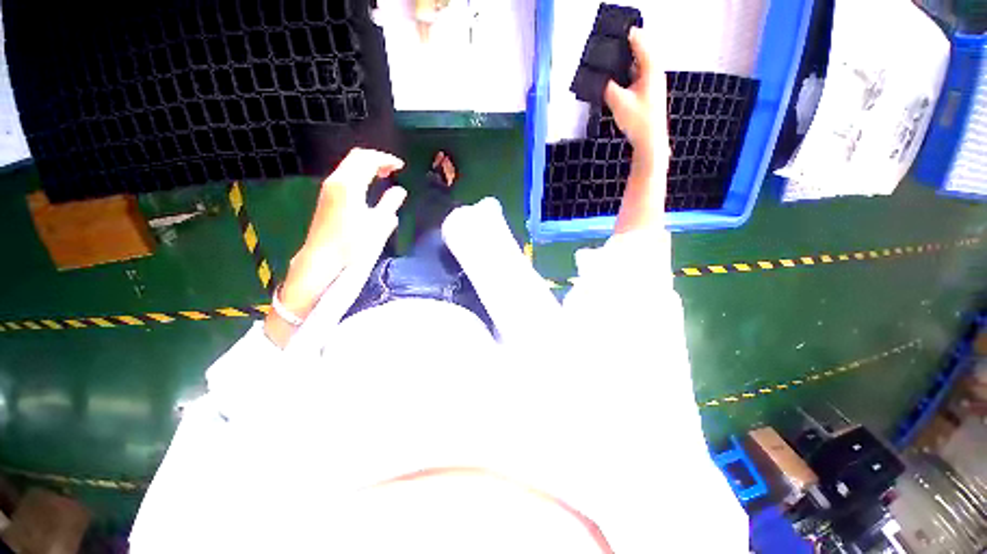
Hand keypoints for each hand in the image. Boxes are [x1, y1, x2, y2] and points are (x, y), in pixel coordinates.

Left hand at [266, 148, 406, 347]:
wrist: (322, 259)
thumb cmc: (353, 244)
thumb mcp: (378, 225)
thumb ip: (390, 204)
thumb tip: (400, 191)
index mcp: (350, 185)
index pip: (367, 160)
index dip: (386, 160)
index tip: (401, 167)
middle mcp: (336, 181)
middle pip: (355, 157)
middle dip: (376, 159)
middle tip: (393, 169)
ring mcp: (328, 189)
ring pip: (348, 166)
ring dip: (367, 167)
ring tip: (383, 176)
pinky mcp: (326, 197)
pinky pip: (345, 175)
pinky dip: (359, 175)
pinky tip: (368, 187)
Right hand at [603, 28, 670, 233]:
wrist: (651, 143)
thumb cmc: (639, 122)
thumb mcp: (618, 102)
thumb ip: (607, 86)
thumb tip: (598, 77)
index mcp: (650, 67)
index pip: (639, 39)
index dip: (624, 33)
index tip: (608, 33)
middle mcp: (652, 70)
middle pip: (637, 49)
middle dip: (620, 47)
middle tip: (602, 49)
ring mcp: (650, 81)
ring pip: (634, 63)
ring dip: (621, 62)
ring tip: (604, 64)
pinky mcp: (645, 92)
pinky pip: (633, 75)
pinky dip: (623, 74)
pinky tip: (611, 81)